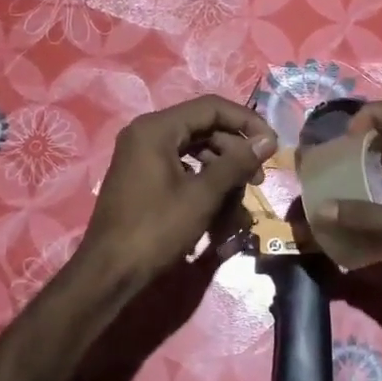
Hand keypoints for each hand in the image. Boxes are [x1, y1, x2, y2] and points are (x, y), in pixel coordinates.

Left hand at [80, 96, 277, 288]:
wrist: (109, 272)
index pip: (212, 108)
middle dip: (235, 154)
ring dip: (222, 174)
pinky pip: (181, 170)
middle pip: (204, 129)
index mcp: (157, 129)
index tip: (272, 145)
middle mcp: (147, 134)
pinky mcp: (143, 178)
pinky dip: (202, 185)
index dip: (246, 122)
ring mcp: (142, 156)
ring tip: (239, 205)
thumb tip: (268, 141)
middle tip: (258, 180)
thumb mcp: (202, 196)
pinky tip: (217, 211)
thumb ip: (236, 163)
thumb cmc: (156, 229)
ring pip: (195, 152)